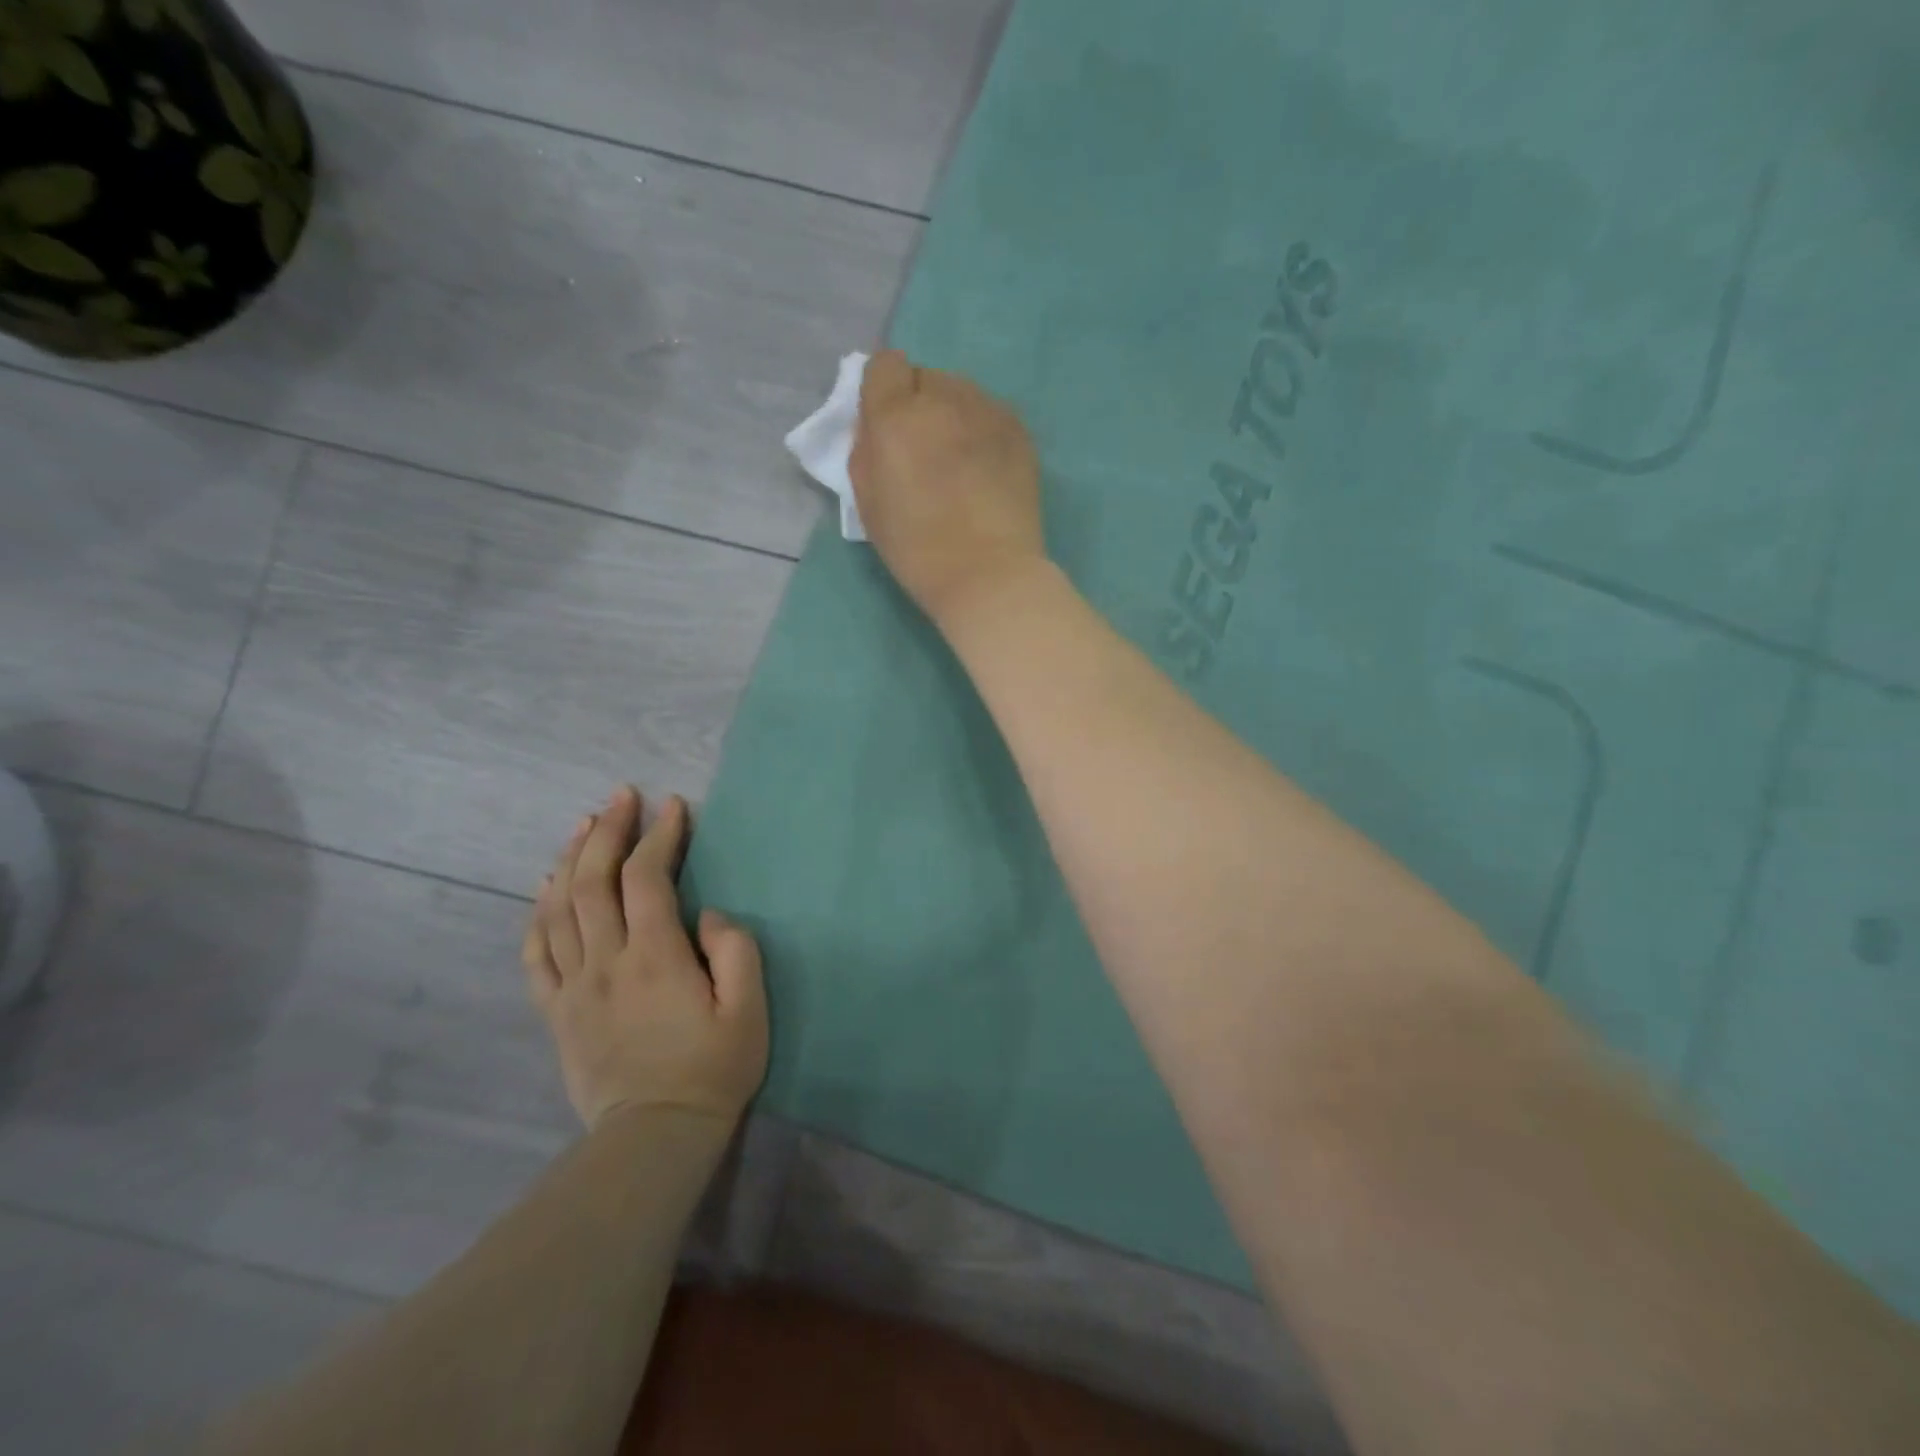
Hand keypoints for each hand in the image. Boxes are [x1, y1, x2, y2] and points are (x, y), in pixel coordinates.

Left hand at [522, 786, 767, 1131]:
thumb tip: (709, 915)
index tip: (673, 806)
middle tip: (622, 797)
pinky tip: (546, 889)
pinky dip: (539, 913)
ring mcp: (574, 985)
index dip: (659, 835)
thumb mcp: (749, 1009)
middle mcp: (607, 960)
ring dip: (570, 859)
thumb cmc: (713, 1069)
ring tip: (583, 825)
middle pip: (593, 880)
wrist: (654, 1137)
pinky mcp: (557, 1011)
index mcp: (656, 955)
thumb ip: (736, 951)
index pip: (646, 877)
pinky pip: (536, 952)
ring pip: (558, 907)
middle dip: (607, 830)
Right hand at [849, 348, 1045, 625]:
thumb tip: (875, 426)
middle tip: (924, 453)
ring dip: (953, 416)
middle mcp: (943, 399)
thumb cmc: (918, 549)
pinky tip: (986, 471)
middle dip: (919, 405)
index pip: (885, 366)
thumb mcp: (868, 504)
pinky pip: (991, 414)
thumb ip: (865, 451)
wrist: (988, 573)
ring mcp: (987, 411)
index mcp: (896, 416)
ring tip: (959, 463)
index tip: (888, 427)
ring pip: (961, 393)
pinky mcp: (1019, 430)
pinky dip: (983, 431)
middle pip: (925, 378)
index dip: (883, 394)